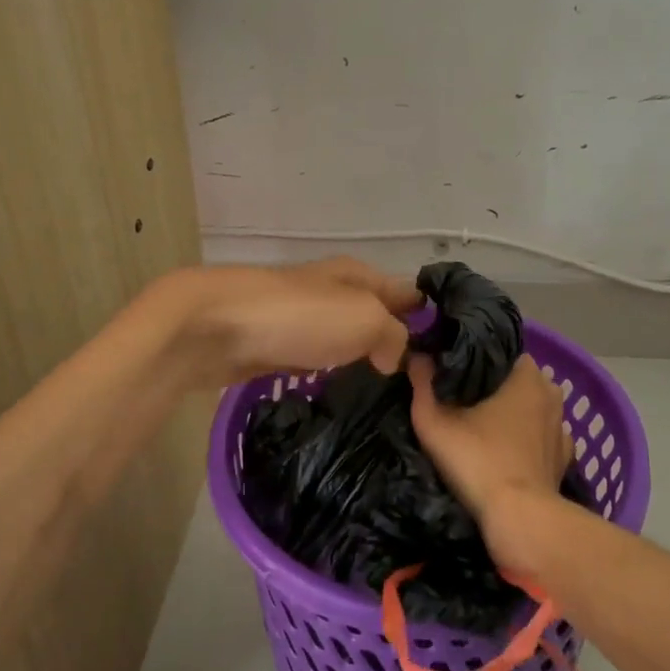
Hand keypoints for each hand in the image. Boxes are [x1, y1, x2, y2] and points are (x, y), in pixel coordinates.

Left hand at [158, 258, 420, 387]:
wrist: (216, 327)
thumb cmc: (299, 316)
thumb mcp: (365, 318)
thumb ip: (394, 336)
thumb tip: (394, 358)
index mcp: (358, 275)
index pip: (407, 291)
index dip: (429, 317)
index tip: (453, 355)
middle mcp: (333, 292)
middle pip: (376, 315)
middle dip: (397, 342)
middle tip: (424, 386)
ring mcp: (302, 319)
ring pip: (346, 339)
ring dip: (363, 359)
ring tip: (390, 395)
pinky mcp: (276, 347)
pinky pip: (317, 359)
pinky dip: (330, 372)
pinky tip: (342, 394)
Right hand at [407, 354, 570, 573]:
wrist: (519, 519)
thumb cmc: (478, 461)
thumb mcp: (435, 423)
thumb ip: (422, 385)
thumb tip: (416, 356)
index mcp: (526, 376)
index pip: (502, 353)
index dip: (477, 360)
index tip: (455, 372)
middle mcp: (551, 394)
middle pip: (518, 379)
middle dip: (495, 386)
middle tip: (464, 399)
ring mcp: (561, 428)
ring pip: (533, 408)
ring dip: (514, 414)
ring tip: (484, 426)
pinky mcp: (563, 458)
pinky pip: (542, 438)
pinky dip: (528, 441)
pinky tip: (507, 452)